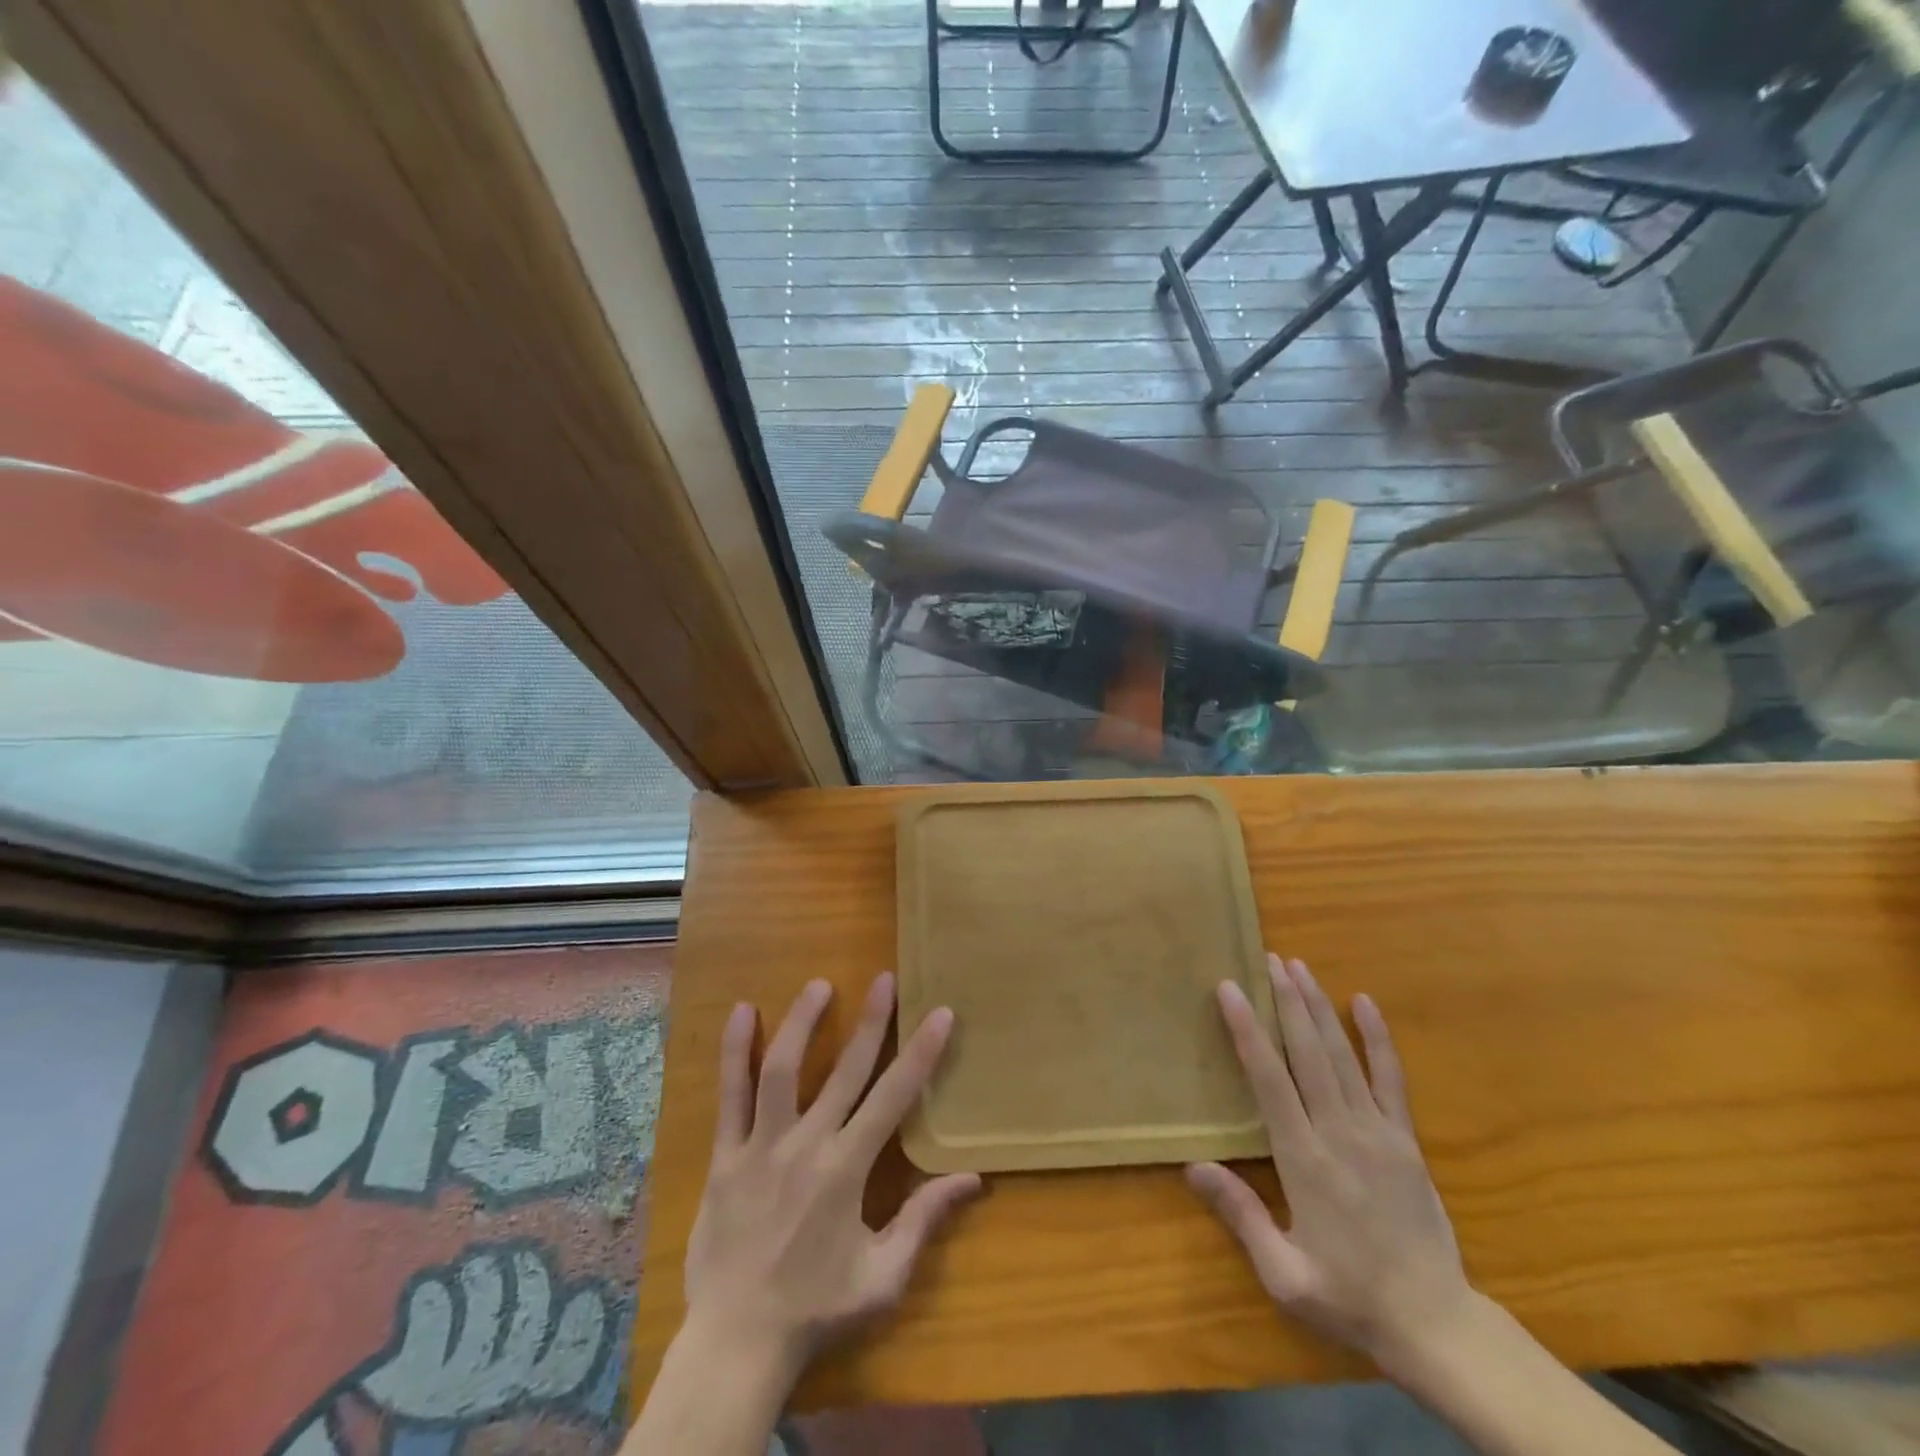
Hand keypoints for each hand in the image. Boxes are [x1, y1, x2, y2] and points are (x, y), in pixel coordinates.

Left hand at [682, 973, 981, 1381]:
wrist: (735, 1344)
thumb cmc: (815, 1308)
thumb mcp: (882, 1277)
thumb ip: (923, 1220)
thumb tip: (972, 1178)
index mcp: (847, 1170)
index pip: (893, 1098)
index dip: (920, 1053)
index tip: (939, 1013)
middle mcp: (807, 1145)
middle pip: (845, 1071)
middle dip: (871, 1022)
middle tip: (885, 979)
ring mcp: (761, 1146)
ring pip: (781, 1070)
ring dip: (802, 1022)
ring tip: (820, 985)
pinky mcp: (726, 1155)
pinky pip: (729, 1096)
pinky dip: (734, 1052)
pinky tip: (743, 1012)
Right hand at [1187, 954, 1473, 1379]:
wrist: (1436, 1325)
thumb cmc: (1349, 1297)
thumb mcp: (1284, 1274)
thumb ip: (1241, 1215)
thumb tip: (1193, 1165)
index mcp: (1305, 1160)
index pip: (1270, 1079)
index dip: (1248, 1030)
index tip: (1231, 989)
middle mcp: (1340, 1133)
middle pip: (1308, 1052)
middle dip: (1287, 1001)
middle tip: (1269, 959)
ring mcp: (1378, 1132)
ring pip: (1342, 1055)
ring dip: (1319, 1007)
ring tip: (1299, 967)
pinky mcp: (1405, 1140)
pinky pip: (1391, 1079)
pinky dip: (1377, 1038)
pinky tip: (1365, 1003)